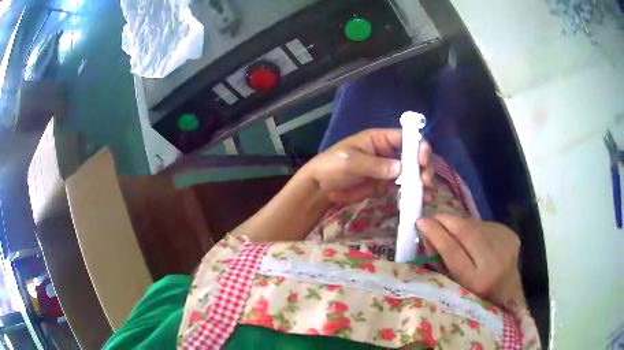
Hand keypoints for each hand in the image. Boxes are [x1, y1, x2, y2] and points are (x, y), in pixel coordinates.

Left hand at [302, 129, 434, 204]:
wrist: (321, 187)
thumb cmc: (332, 165)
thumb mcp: (352, 162)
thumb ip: (376, 165)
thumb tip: (401, 169)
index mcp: (380, 139)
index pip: (406, 138)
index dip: (418, 147)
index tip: (423, 160)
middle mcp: (389, 152)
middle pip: (414, 156)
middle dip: (424, 167)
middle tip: (426, 181)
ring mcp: (389, 169)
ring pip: (412, 173)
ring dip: (422, 182)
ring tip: (427, 195)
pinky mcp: (386, 185)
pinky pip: (404, 187)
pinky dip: (413, 193)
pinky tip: (420, 201)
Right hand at [417, 214, 525, 309]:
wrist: (507, 290)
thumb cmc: (475, 293)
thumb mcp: (455, 283)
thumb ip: (441, 261)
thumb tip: (426, 234)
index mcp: (476, 280)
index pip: (452, 251)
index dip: (436, 233)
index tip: (421, 221)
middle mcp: (493, 261)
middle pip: (466, 231)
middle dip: (447, 220)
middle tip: (435, 217)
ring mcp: (505, 245)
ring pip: (476, 225)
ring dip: (461, 223)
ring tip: (454, 229)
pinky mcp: (511, 235)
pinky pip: (486, 225)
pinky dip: (475, 227)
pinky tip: (475, 237)